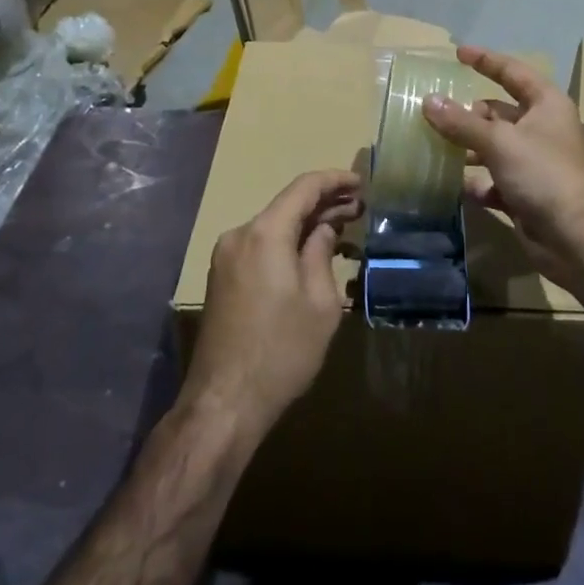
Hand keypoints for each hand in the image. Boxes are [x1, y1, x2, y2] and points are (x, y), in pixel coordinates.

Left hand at [181, 169, 361, 441]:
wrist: (223, 404)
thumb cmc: (281, 352)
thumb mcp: (319, 303)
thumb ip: (321, 254)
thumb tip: (324, 229)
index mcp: (265, 232)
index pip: (304, 188)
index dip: (335, 181)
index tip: (361, 183)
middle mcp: (240, 234)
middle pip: (287, 205)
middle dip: (324, 203)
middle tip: (359, 209)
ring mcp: (226, 255)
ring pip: (273, 225)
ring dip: (305, 223)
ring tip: (340, 228)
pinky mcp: (222, 277)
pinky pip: (261, 244)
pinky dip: (287, 241)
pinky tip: (309, 252)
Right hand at [422, 46, 583, 292]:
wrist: (578, 240)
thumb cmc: (544, 174)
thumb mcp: (499, 142)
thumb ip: (461, 122)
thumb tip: (428, 101)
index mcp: (546, 104)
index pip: (512, 72)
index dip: (486, 60)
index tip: (458, 53)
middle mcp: (542, 128)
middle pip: (499, 111)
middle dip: (468, 112)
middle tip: (434, 111)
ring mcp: (534, 162)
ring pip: (493, 146)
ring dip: (468, 147)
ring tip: (434, 146)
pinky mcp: (526, 193)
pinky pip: (494, 179)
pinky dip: (476, 181)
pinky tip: (454, 185)